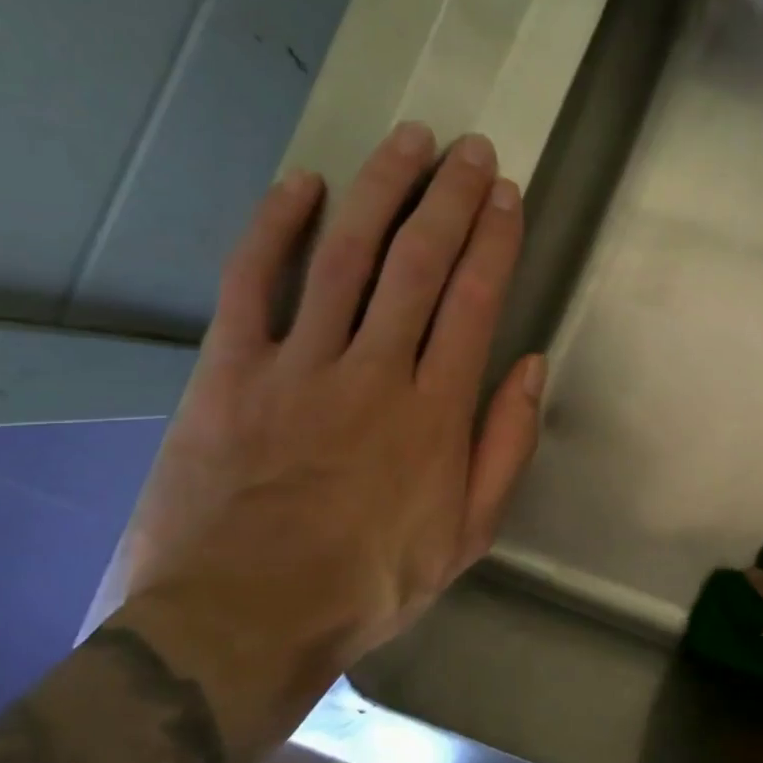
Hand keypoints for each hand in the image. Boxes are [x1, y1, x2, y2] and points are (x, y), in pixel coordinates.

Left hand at [114, 124, 543, 762]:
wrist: (240, 621)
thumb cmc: (369, 583)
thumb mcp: (467, 535)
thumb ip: (505, 446)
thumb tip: (532, 366)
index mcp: (435, 412)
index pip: (474, 301)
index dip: (493, 240)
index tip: (506, 194)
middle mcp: (374, 371)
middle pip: (418, 263)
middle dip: (450, 198)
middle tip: (469, 149)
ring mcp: (298, 364)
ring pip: (347, 256)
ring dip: (382, 191)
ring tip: (409, 141)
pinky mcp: (230, 371)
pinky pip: (253, 283)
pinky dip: (277, 228)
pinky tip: (303, 185)